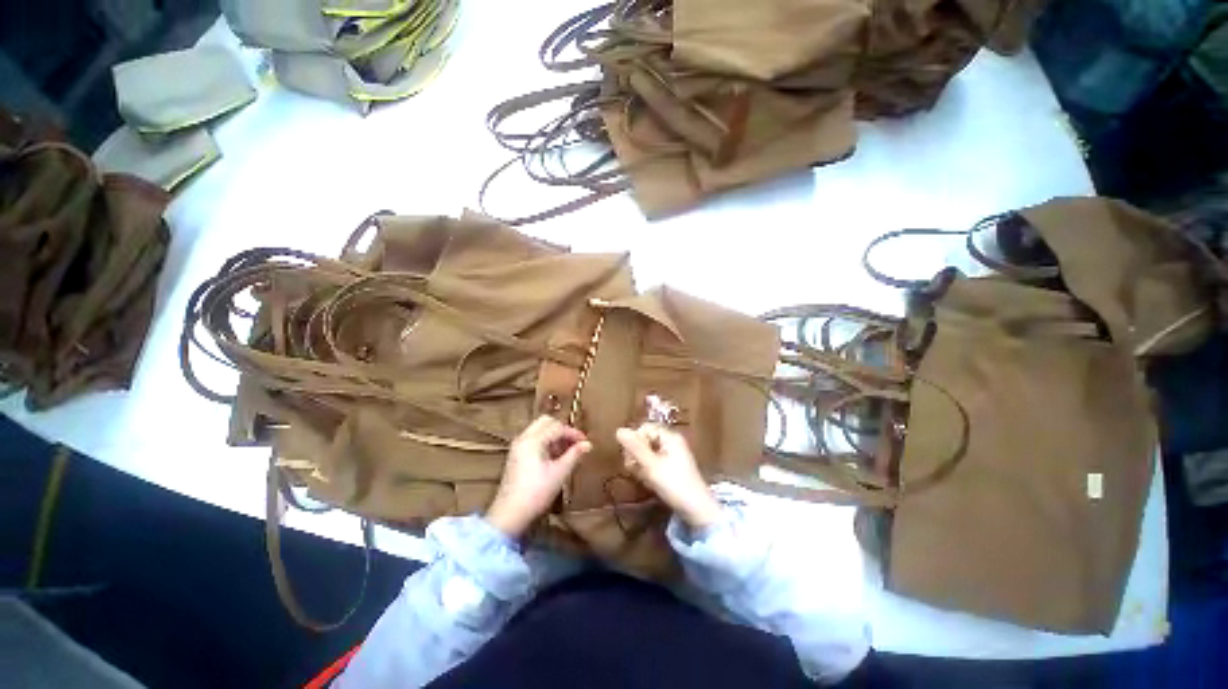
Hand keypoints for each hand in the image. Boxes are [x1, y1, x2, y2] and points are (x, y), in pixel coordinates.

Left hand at [486, 416, 592, 538]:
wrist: (510, 514)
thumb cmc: (537, 492)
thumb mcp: (559, 473)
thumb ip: (574, 455)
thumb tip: (588, 444)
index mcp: (533, 440)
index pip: (557, 427)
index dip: (573, 433)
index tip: (585, 442)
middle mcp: (524, 438)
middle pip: (546, 422)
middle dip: (562, 429)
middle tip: (574, 442)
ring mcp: (518, 446)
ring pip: (539, 429)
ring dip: (554, 435)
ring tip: (567, 450)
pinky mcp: (516, 455)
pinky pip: (533, 438)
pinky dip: (545, 441)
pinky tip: (554, 456)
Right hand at [616, 424, 721, 528]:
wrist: (696, 510)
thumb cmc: (674, 484)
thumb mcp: (651, 465)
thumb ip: (634, 447)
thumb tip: (618, 430)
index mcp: (669, 437)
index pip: (644, 429)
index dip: (635, 441)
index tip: (632, 457)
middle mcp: (671, 442)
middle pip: (645, 440)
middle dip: (637, 454)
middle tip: (635, 469)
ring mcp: (672, 455)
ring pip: (648, 453)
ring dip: (641, 465)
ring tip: (644, 478)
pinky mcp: (672, 468)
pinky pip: (654, 463)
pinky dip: (649, 471)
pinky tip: (649, 482)